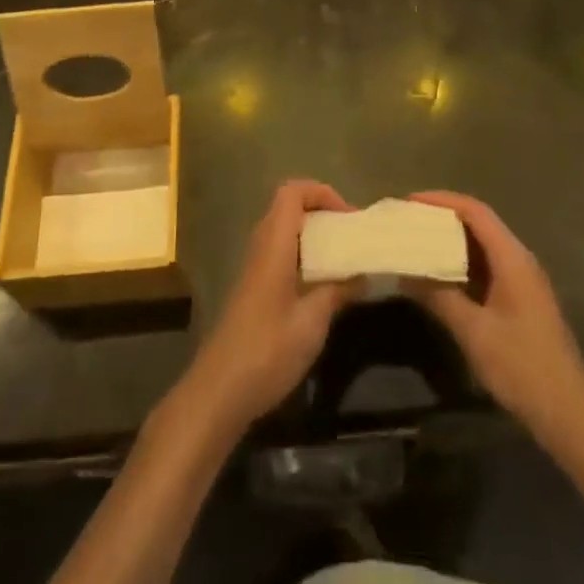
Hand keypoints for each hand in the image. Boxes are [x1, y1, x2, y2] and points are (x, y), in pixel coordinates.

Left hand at [177, 180, 355, 436]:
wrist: (219, 391)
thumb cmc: (267, 351)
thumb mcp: (312, 322)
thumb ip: (337, 291)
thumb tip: (364, 273)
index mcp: (274, 244)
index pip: (292, 192)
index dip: (321, 193)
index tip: (349, 217)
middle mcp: (261, 247)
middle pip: (289, 208)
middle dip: (322, 213)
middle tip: (351, 235)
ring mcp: (255, 268)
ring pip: (285, 232)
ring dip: (314, 236)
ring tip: (344, 257)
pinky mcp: (255, 289)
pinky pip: (281, 254)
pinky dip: (304, 256)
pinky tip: (324, 285)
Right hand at [405, 191, 583, 444]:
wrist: (569, 414)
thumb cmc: (522, 367)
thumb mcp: (474, 332)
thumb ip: (439, 297)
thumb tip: (405, 272)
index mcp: (512, 258)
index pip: (475, 211)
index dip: (442, 200)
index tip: (410, 201)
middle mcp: (519, 260)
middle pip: (479, 224)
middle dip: (443, 218)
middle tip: (409, 221)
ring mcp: (522, 281)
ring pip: (482, 247)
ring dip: (451, 242)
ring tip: (417, 243)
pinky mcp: (521, 301)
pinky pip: (487, 268)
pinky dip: (461, 265)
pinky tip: (440, 277)